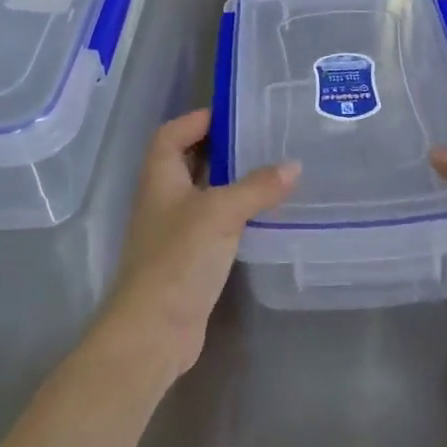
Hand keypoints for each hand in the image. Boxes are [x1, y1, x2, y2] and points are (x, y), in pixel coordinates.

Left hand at [94, 108, 297, 387]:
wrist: (153, 333)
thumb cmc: (179, 259)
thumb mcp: (221, 213)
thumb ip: (257, 187)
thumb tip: (293, 165)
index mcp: (160, 178)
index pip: (171, 134)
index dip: (197, 119)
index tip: (233, 113)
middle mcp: (163, 199)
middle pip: (187, 160)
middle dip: (220, 147)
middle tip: (261, 138)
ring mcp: (174, 232)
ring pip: (203, 193)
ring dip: (230, 181)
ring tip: (270, 170)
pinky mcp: (188, 260)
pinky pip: (212, 224)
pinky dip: (234, 214)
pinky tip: (262, 215)